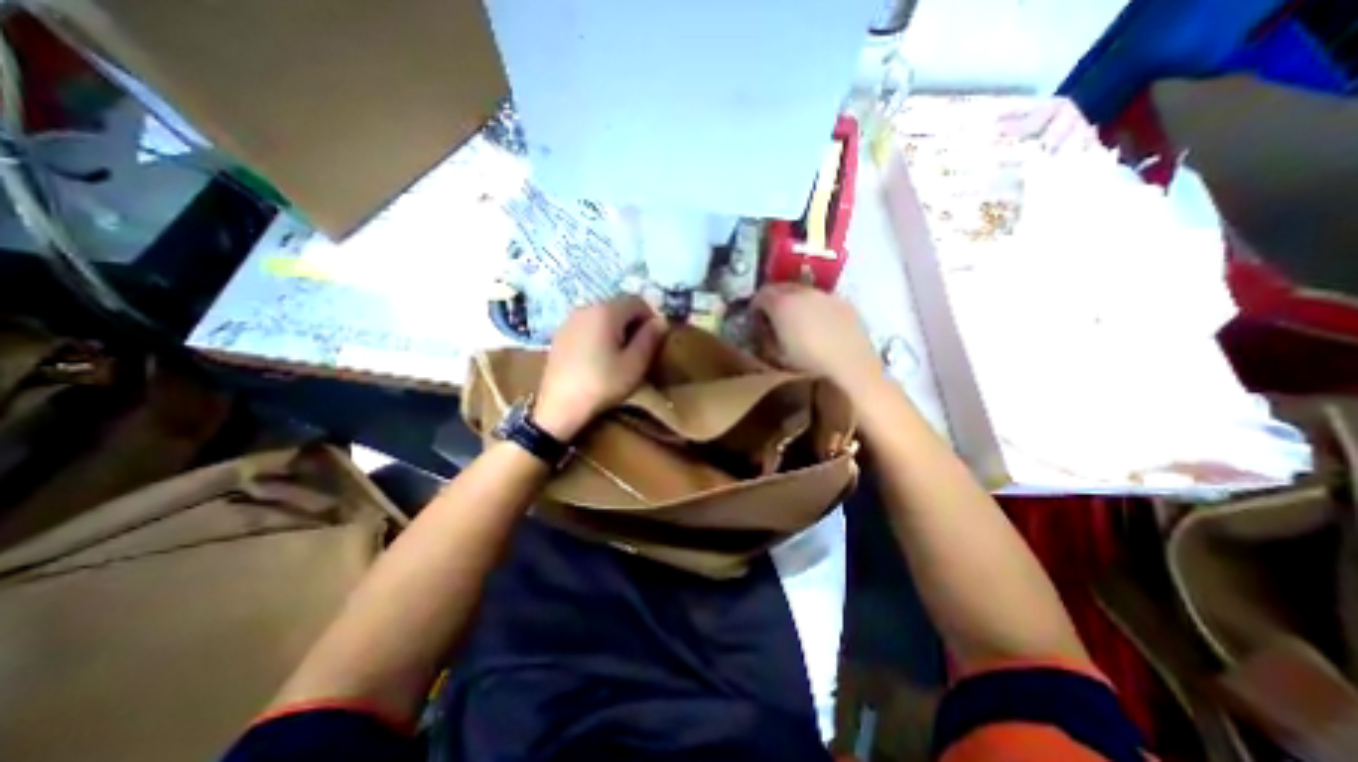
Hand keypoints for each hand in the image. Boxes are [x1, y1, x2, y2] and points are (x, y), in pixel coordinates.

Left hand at [533, 297, 665, 439]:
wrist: (560, 406)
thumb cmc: (603, 384)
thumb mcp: (635, 364)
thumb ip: (650, 338)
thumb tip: (661, 320)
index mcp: (606, 311)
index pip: (637, 301)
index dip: (651, 317)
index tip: (653, 341)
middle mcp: (586, 307)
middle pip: (618, 306)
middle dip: (633, 323)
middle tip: (638, 350)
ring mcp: (570, 320)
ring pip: (602, 315)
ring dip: (616, 328)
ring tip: (618, 355)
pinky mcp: (560, 334)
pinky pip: (587, 325)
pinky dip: (599, 334)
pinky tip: (598, 358)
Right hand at [746, 286, 887, 393]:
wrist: (852, 373)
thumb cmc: (807, 368)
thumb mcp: (775, 357)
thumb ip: (764, 338)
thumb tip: (763, 330)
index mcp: (782, 304)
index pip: (760, 295)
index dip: (755, 307)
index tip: (756, 320)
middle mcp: (804, 292)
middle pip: (782, 287)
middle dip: (775, 300)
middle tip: (774, 319)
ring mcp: (828, 296)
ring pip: (804, 291)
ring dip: (796, 302)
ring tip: (797, 322)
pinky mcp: (846, 304)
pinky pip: (823, 300)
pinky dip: (816, 307)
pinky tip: (819, 326)